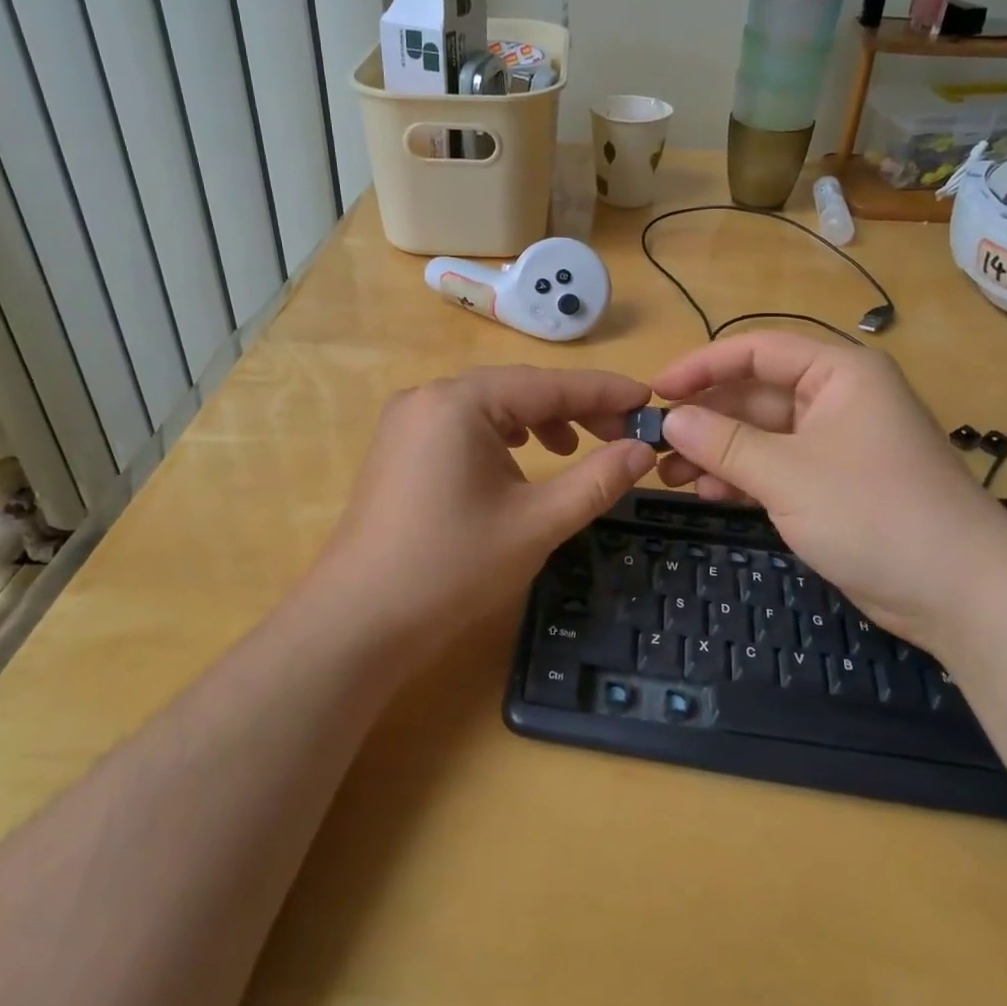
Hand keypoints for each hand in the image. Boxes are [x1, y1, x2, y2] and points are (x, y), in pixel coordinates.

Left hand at [313, 366, 654, 631]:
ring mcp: (408, 421)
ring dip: (538, 421)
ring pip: (490, 405)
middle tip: (620, 435)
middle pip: (517, 389)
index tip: (648, 400)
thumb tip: (643, 451)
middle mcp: (429, 396)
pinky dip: (501, 435)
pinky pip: (463, 424)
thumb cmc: (452, 567)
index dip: (603, 392)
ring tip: (572, 449)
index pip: (547, 384)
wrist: (359, 621)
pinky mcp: (399, 447)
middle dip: (572, 408)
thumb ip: (596, 480)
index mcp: (459, 401)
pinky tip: (520, 459)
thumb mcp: (537, 523)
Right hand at [653, 333, 1006, 646]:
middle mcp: (836, 399)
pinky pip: (775, 467)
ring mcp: (834, 444)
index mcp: (838, 373)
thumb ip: (724, 443)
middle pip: (754, 394)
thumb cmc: (875, 512)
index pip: (758, 350)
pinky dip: (741, 477)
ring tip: (668, 475)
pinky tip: (706, 493)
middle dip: (705, 418)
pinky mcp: (832, 484)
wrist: (961, 593)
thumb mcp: (789, 473)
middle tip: (653, 442)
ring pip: (760, 435)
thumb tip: (670, 420)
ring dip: (716, 451)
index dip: (703, 365)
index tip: (657, 389)